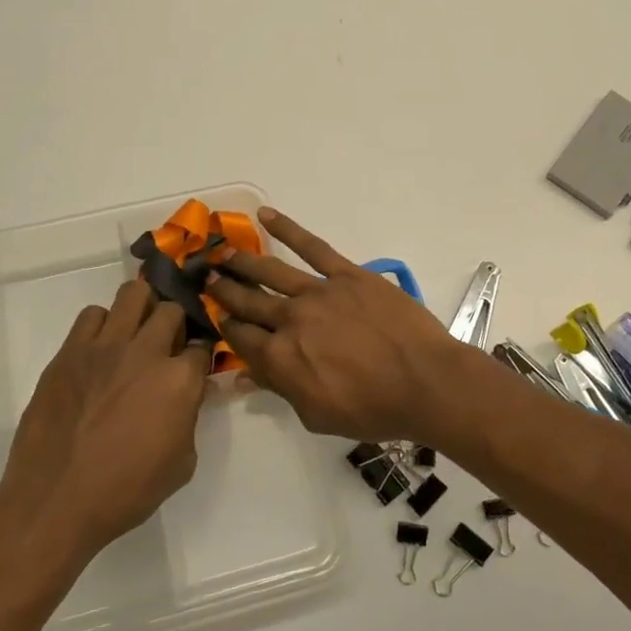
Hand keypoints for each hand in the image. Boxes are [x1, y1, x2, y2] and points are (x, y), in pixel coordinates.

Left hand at [0, 281, 211, 561]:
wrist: (55, 503)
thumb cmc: (126, 492)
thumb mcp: (181, 463)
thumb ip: (190, 419)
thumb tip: (190, 394)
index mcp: (179, 381)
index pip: (203, 348)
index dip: (201, 357)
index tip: (195, 366)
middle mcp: (146, 353)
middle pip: (171, 310)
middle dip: (176, 324)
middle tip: (167, 345)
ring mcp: (104, 348)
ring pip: (132, 294)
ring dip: (142, 309)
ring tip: (136, 333)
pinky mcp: (69, 353)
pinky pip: (91, 315)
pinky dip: (103, 324)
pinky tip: (101, 349)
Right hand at [207, 208, 471, 443]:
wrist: (423, 381)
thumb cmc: (372, 409)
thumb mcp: (317, 415)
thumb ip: (280, 390)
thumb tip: (245, 377)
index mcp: (280, 358)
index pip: (240, 339)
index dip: (225, 328)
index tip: (216, 317)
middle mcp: (290, 319)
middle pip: (248, 302)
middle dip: (224, 290)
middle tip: (206, 277)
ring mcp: (319, 292)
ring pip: (271, 271)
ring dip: (243, 261)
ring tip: (223, 252)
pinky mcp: (347, 274)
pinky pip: (312, 247)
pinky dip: (288, 229)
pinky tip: (266, 215)